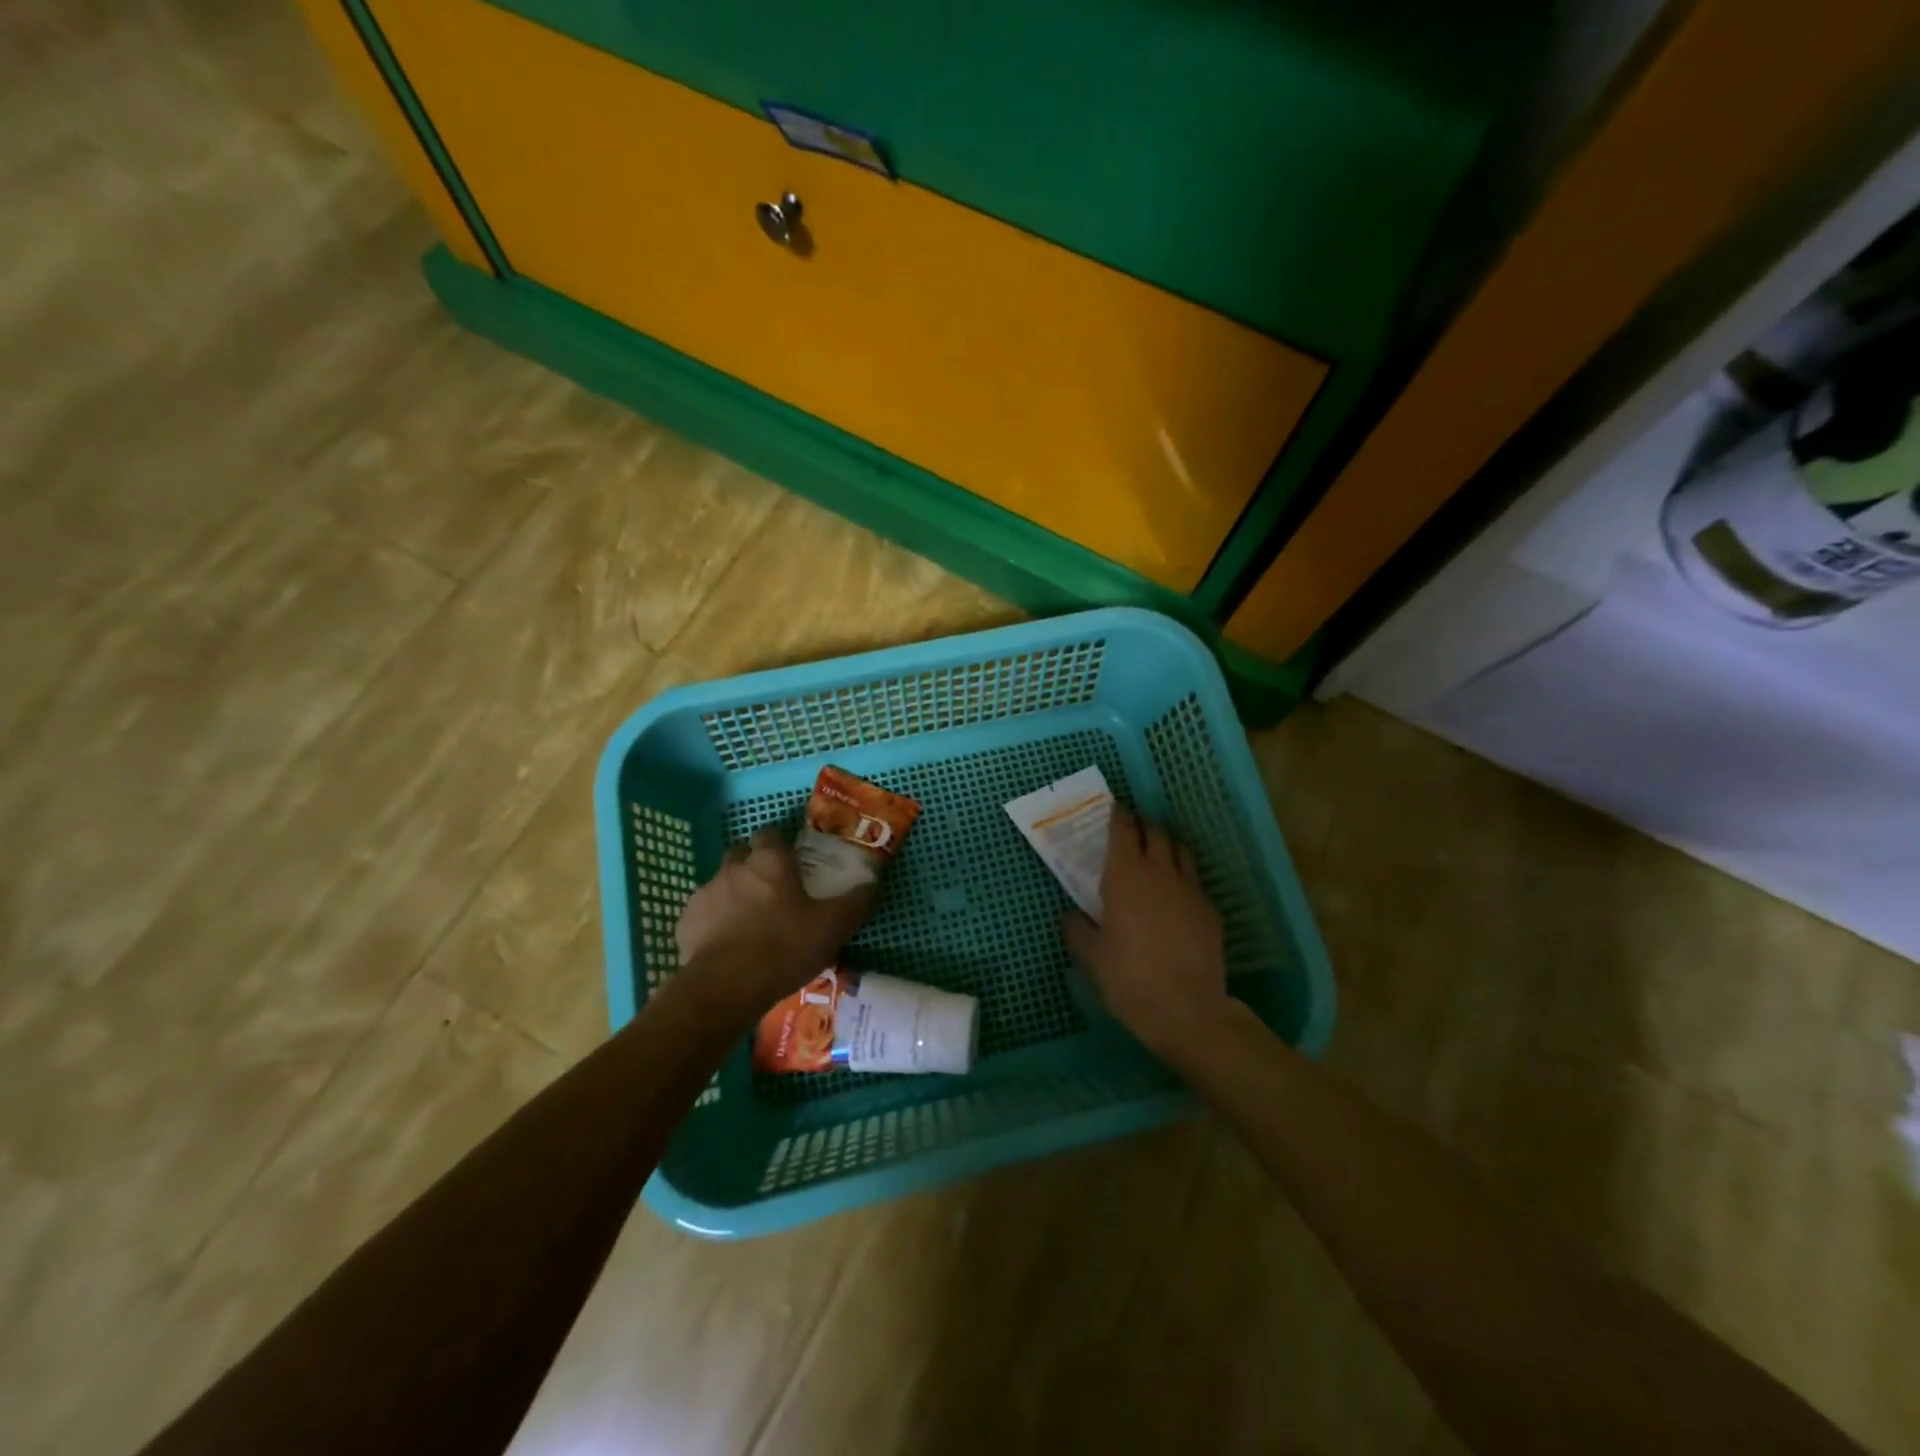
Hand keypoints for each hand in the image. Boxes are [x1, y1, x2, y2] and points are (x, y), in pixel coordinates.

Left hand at [675, 827, 875, 1019]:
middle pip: (742, 854)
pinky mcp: (685, 923)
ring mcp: (705, 894)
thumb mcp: (833, 926)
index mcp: (770, 861)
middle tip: (773, 891)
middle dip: (754, 865)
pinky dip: (714, 922)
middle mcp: (734, 868)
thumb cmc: (784, 947)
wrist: (725, 987)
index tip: (792, 862)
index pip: (770, 833)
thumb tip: (873, 883)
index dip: (780, 844)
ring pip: (721, 884)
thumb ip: (856, 901)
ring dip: (734, 894)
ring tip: (750, 923)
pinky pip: (703, 914)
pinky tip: (726, 945)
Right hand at [1062, 805, 1230, 1059]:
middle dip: (1143, 824)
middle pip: (1156, 832)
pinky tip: (1175, 896)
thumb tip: (1072, 915)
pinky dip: (1183, 877)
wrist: (1187, 1009)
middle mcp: (1160, 872)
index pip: (1124, 829)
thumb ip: (1077, 928)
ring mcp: (1191, 889)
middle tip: (1131, 829)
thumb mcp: (1090, 956)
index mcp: (1126, 875)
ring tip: (1157, 853)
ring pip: (1181, 850)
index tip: (1113, 808)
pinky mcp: (1210, 910)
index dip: (1118, 815)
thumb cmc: (1129, 977)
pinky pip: (1195, 881)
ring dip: (1167, 844)